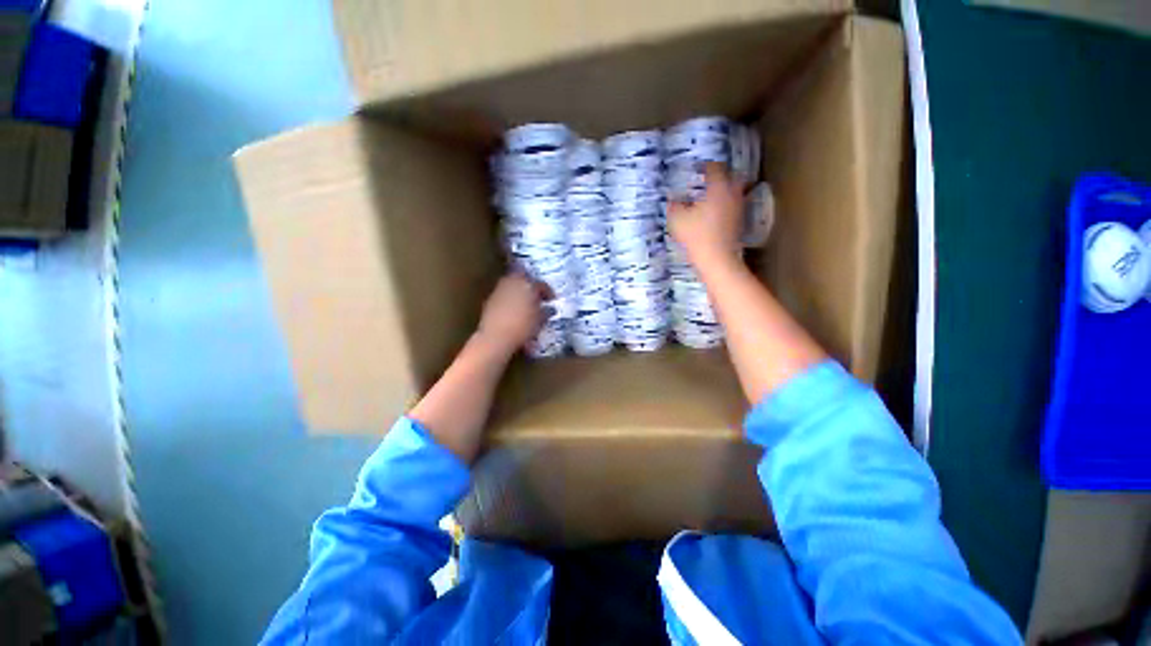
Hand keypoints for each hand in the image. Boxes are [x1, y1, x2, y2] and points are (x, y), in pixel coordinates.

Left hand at [476, 273, 547, 353]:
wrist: (495, 337)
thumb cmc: (522, 327)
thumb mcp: (539, 321)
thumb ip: (545, 312)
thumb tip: (548, 309)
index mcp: (529, 285)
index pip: (542, 285)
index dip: (548, 292)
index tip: (551, 300)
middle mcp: (513, 282)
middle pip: (525, 279)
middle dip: (531, 287)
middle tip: (537, 297)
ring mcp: (500, 289)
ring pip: (513, 285)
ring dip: (520, 291)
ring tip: (525, 303)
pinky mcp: (490, 298)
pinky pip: (504, 294)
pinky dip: (510, 298)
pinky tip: (513, 309)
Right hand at [667, 163, 743, 268]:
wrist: (717, 259)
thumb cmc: (696, 236)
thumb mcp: (677, 220)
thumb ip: (674, 206)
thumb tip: (672, 199)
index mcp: (718, 187)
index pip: (714, 167)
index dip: (704, 165)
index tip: (696, 168)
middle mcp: (732, 193)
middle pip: (730, 176)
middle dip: (719, 175)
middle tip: (706, 180)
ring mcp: (739, 207)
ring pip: (734, 191)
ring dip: (724, 190)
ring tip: (710, 196)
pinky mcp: (740, 221)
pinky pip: (734, 205)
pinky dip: (726, 204)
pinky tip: (715, 212)